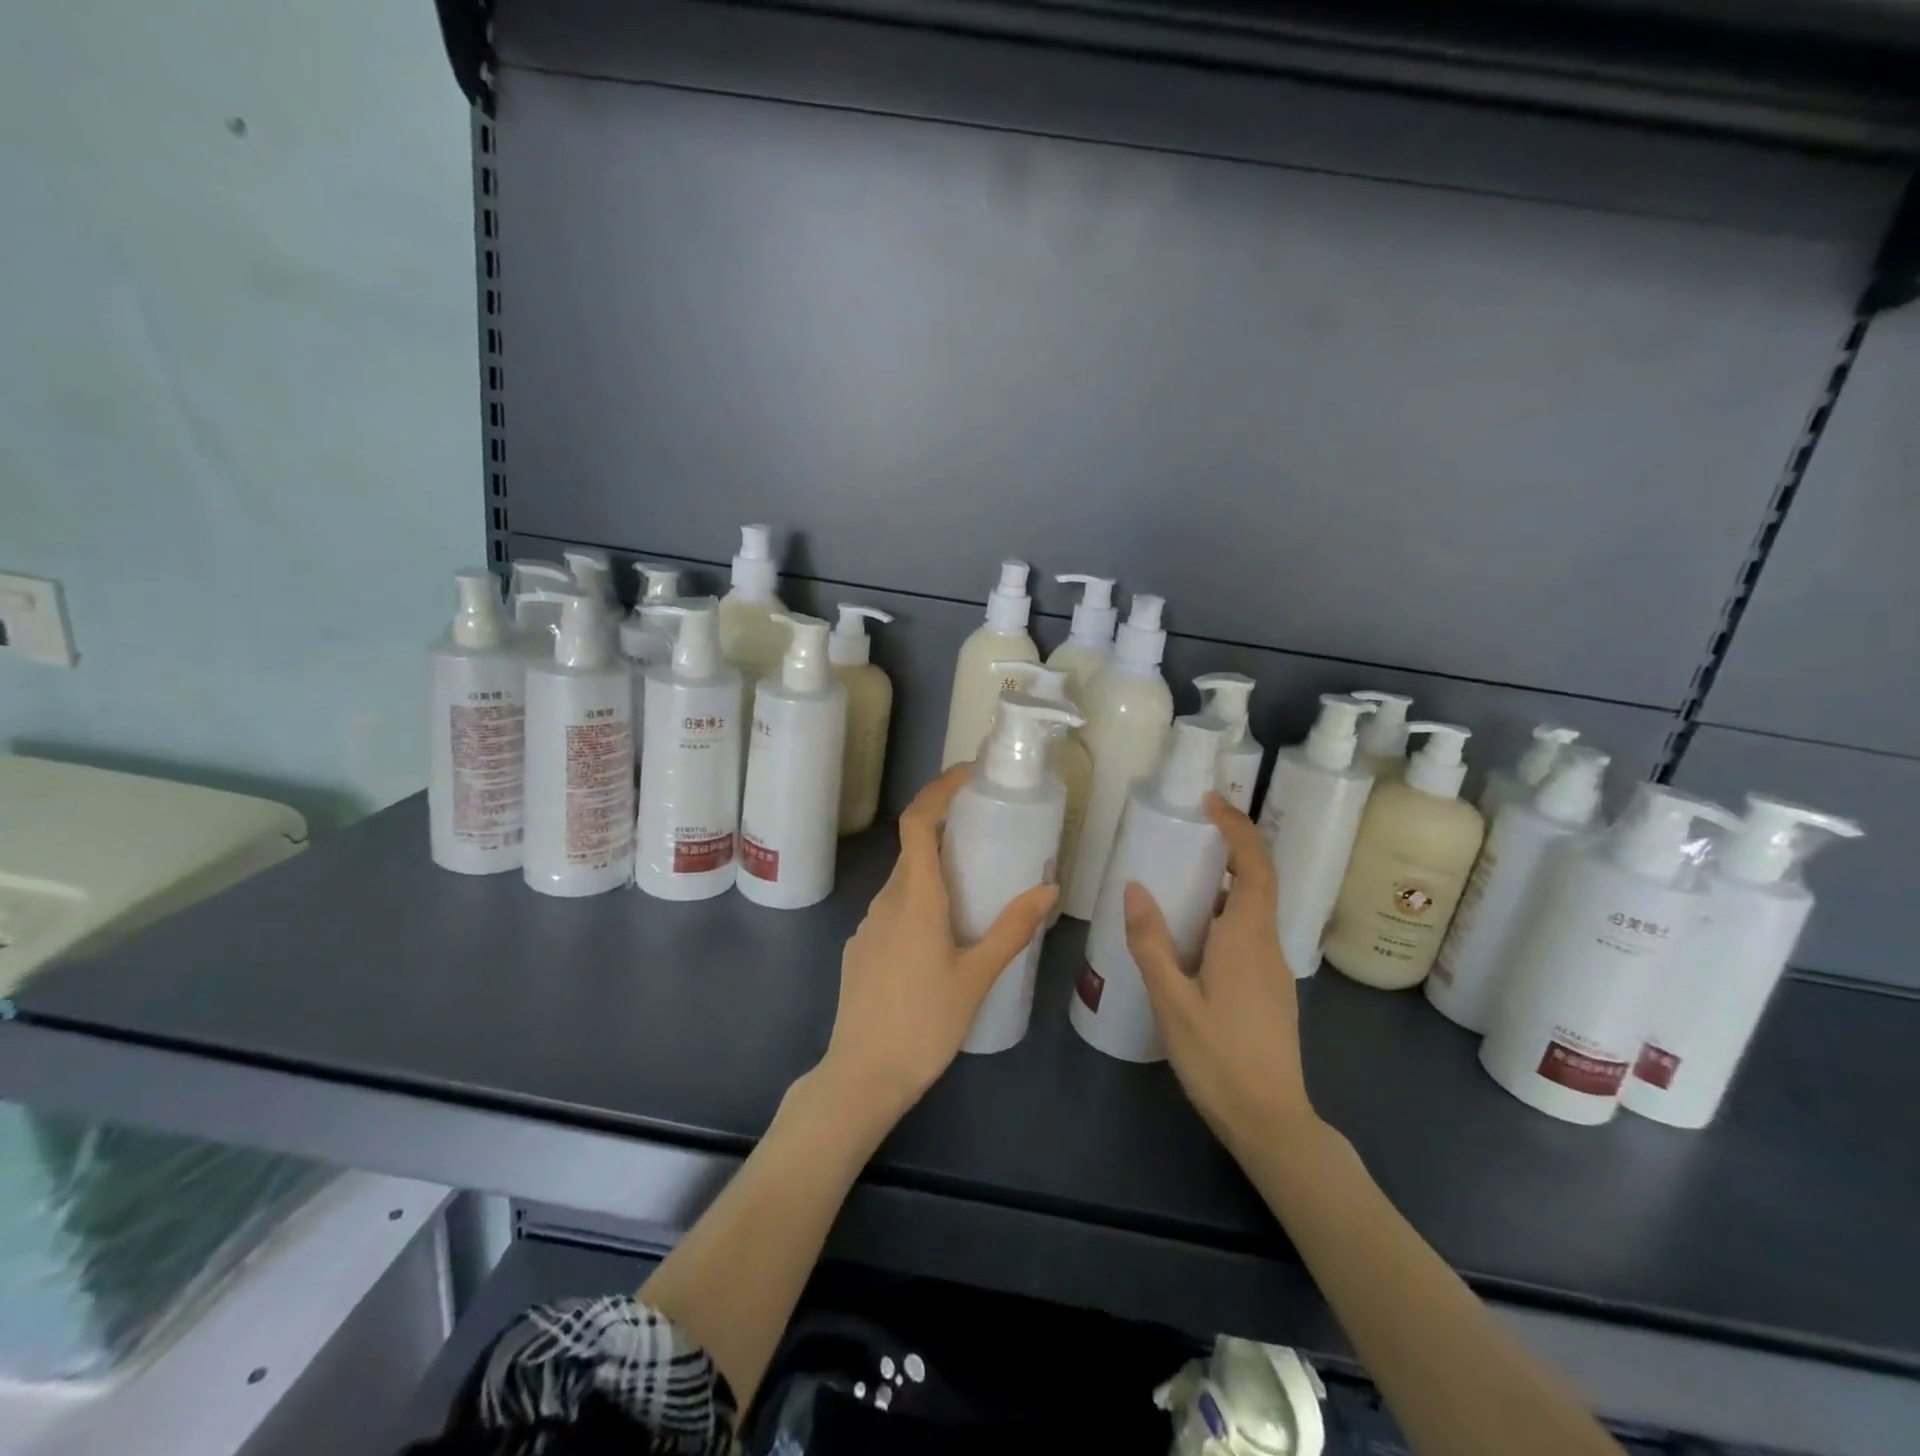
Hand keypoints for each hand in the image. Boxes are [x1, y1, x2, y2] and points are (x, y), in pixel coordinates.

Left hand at [820, 765, 1056, 1121]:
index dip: (938, 790)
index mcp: (915, 897)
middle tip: (987, 836)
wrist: (862, 1076)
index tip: (968, 775)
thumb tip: (1048, 889)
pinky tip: (941, 938)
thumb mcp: (977, 976)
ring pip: (904, 882)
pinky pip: (893, 911)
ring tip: (973, 890)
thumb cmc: (924, 1023)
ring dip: (934, 873)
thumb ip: (1012, 929)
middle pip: (913, 850)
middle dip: (946, 832)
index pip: (917, 822)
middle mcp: (886, 900)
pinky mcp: (861, 949)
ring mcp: (868, 925)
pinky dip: (919, 904)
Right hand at [1123, 794, 1316, 1156]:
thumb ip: (1152, 943)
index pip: (1254, 866)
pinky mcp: (1269, 988)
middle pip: (1258, 880)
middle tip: (1190, 828)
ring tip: (1180, 874)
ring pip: (1253, 908)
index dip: (1237, 828)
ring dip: (1225, 880)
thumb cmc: (1219, 1060)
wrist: (1271, 1123)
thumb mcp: (1173, 1001)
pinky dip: (1224, 911)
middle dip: (1231, 846)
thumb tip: (1135, 887)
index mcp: (1247, 939)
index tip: (1209, 802)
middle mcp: (1267, 945)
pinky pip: (1248, 932)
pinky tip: (1191, 931)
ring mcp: (1273, 969)